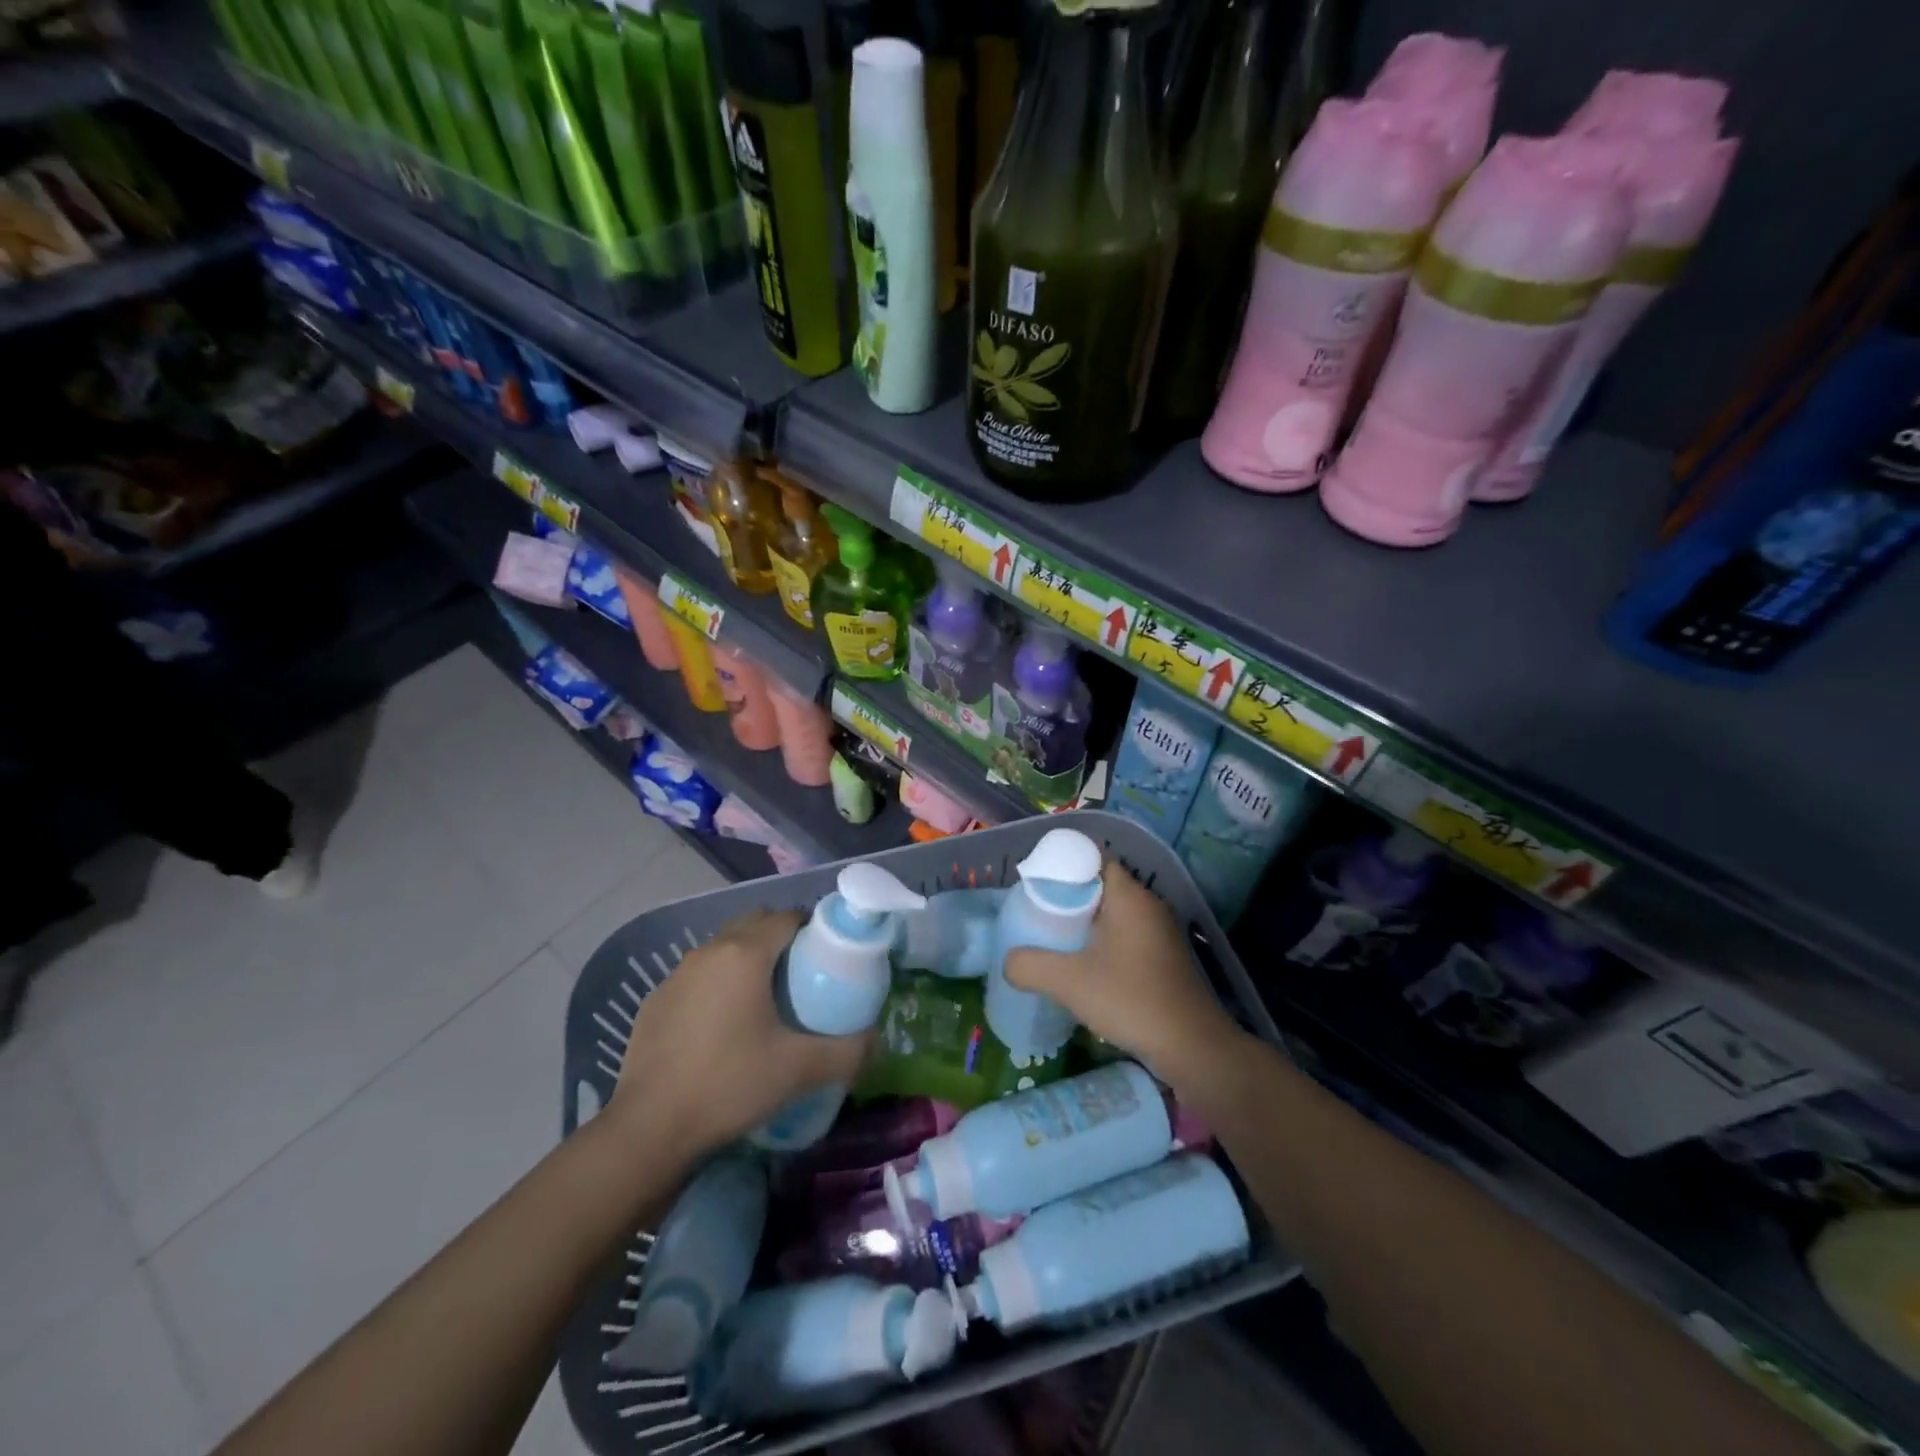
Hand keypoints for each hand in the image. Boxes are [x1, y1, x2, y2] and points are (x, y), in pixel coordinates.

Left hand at [608, 910, 869, 1160]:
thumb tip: (876, 1041)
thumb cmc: (729, 1084)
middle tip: (800, 975)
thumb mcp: (799, 1069)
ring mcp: (676, 975)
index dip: (812, 929)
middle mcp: (708, 951)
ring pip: (722, 948)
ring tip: (763, 1001)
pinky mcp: (654, 1001)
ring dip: (746, 960)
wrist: (648, 1129)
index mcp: (745, 953)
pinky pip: (696, 977)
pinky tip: (721, 1028)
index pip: (787, 917)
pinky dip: (715, 986)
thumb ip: (848, 1051)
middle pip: (753, 923)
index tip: (827, 957)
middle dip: (780, 938)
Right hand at [1005, 862, 1242, 1088]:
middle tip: (1037, 916)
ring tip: (1054, 942)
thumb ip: (1030, 966)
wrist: (1193, 1048)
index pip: (1093, 858)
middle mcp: (1149, 905)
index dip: (1062, 866)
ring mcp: (1161, 932)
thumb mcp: (1069, 982)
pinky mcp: (1165, 958)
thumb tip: (1009, 962)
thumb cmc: (1131, 1000)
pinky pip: (1126, 936)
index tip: (1035, 886)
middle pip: (1100, 886)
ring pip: (1113, 914)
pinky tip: (1085, 969)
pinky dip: (1103, 943)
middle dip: (1068, 898)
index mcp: (1129, 896)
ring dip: (1085, 924)